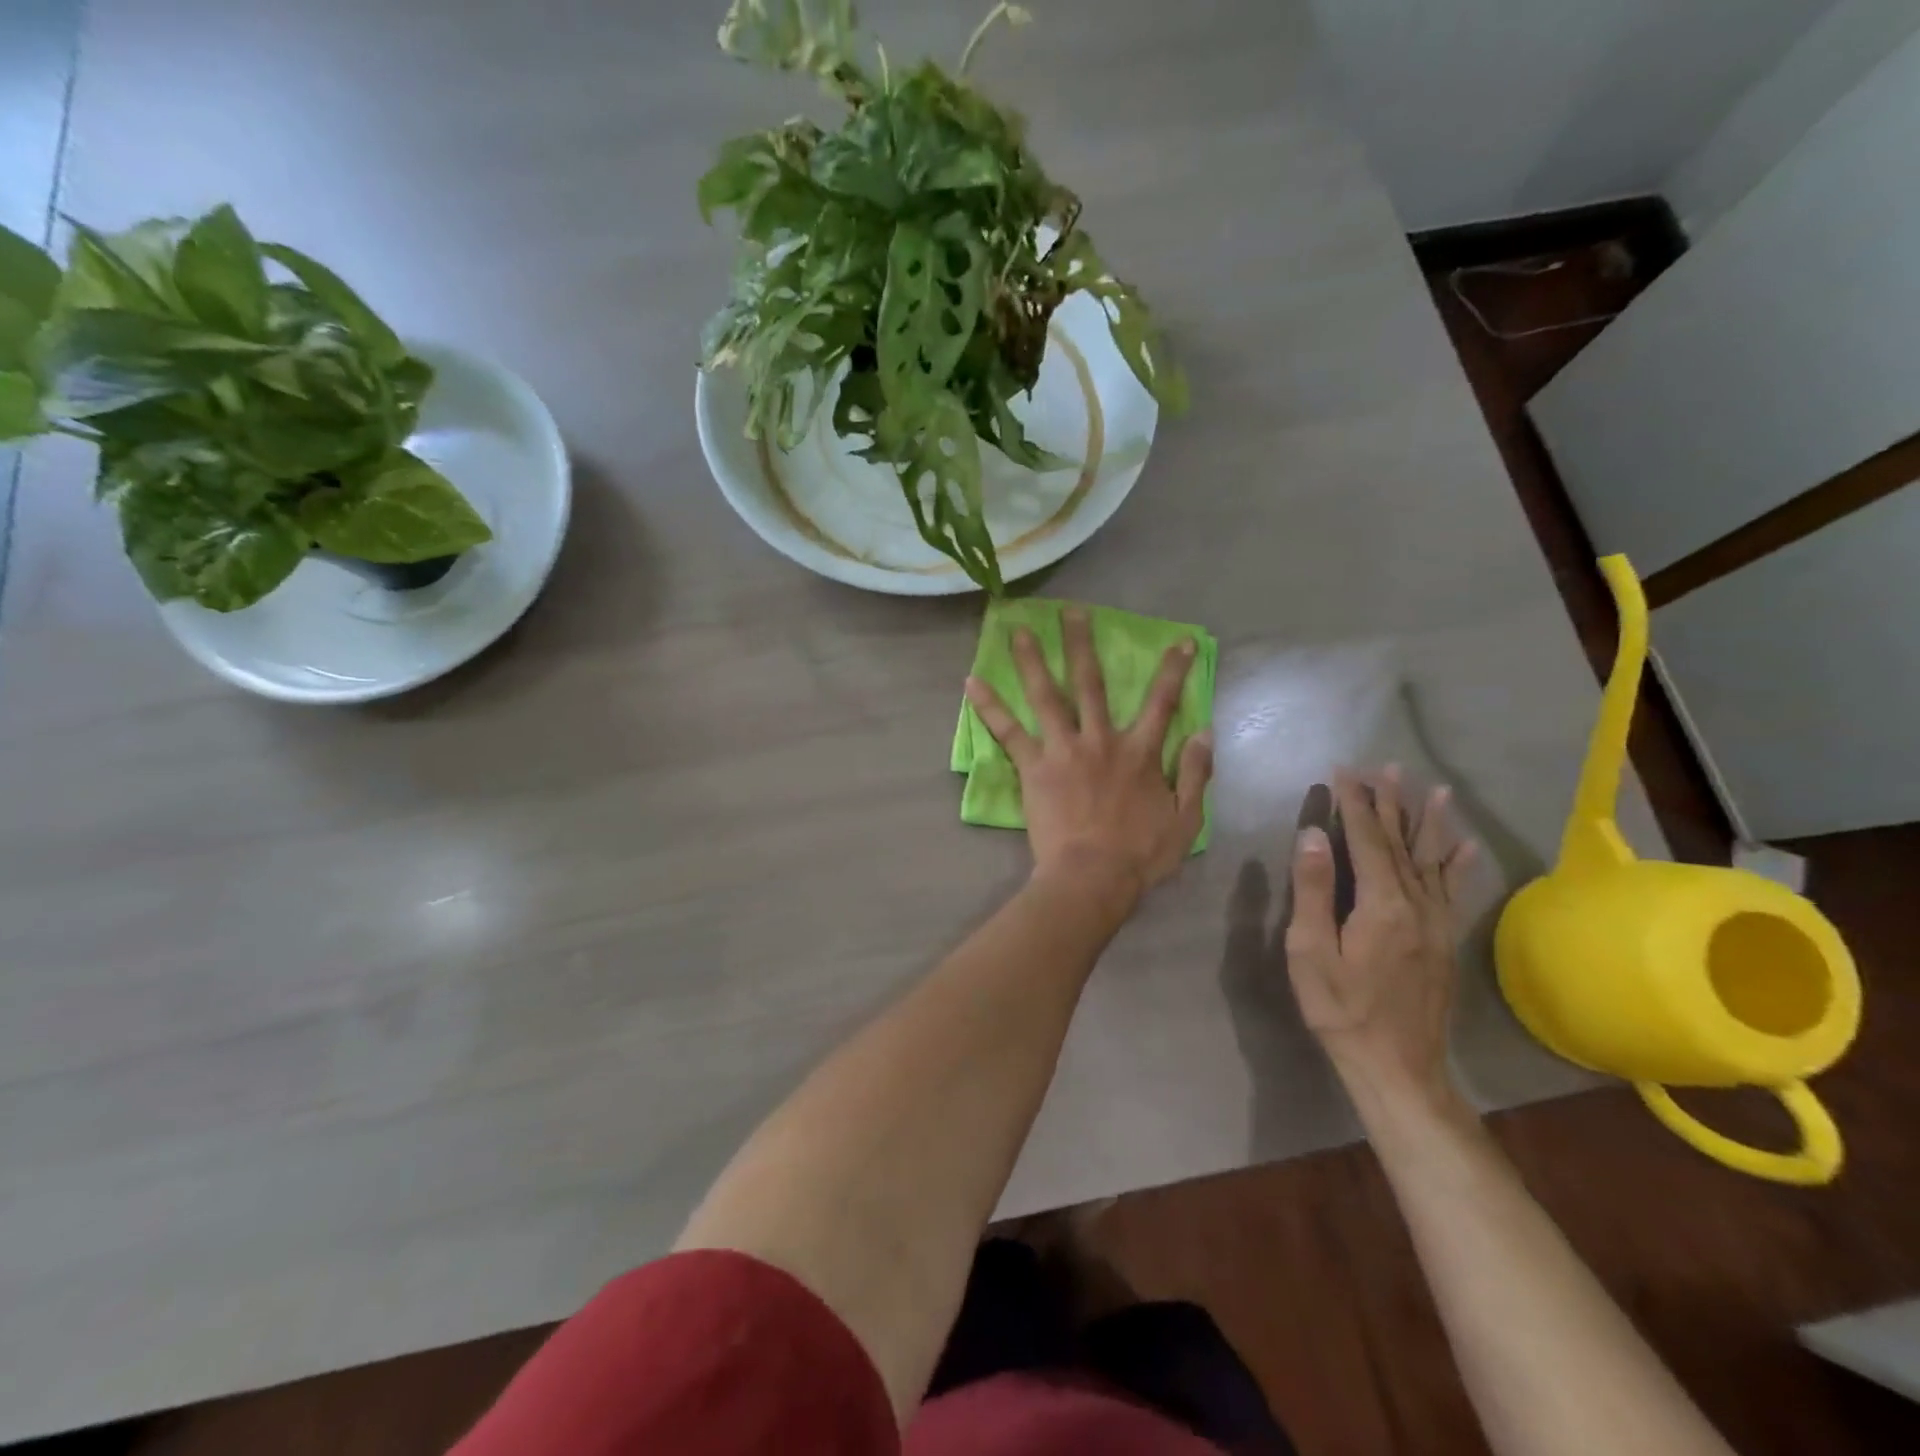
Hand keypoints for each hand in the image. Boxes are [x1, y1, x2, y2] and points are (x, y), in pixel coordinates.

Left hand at [964, 608, 1212, 909]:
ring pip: (1046, 695)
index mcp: (1140, 752)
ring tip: (1017, 630)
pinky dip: (989, 707)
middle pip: (1092, 683)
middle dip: (1082, 645)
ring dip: (1032, 660)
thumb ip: (1197, 774)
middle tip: (1072, 612)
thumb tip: (1204, 732)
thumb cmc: (1140, 854)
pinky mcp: (1034, 767)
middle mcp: (1101, 740)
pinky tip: (970, 683)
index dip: (1173, 670)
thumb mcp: (1186, 819)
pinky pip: (1008, 732)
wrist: (1092, 877)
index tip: (1178, 640)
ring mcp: (1064, 750)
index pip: (1162, 702)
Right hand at [1285, 767, 1476, 1112]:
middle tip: (1387, 768)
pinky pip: (1452, 891)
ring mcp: (1435, 923)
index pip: (1366, 840)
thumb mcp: (1310, 951)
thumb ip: (1314, 890)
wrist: (1397, 1066)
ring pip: (1432, 861)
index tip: (1344, 771)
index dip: (1356, 804)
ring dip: (1430, 823)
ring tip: (1436, 791)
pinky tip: (1466, 846)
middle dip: (1391, 803)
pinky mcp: (1444, 940)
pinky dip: (1458, 865)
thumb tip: (1314, 835)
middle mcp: (1416, 905)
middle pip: (1401, 843)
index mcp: (1381, 904)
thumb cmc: (1341, 1009)